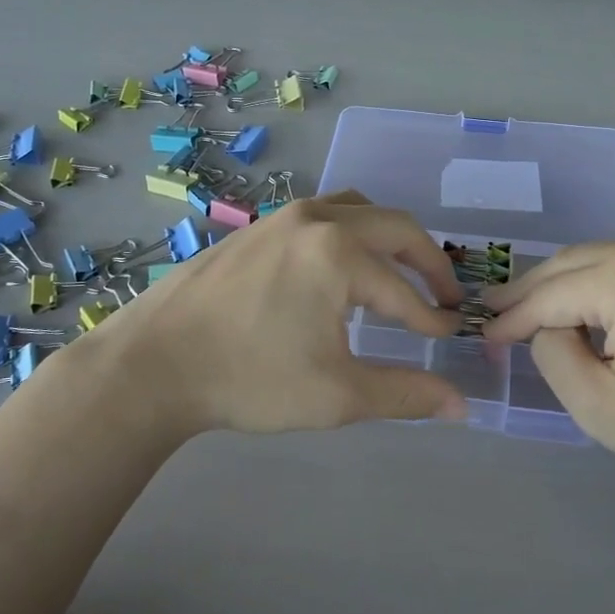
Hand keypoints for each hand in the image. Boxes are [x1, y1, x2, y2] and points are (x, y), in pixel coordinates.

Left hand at [55, 194, 468, 436]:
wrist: (153, 363)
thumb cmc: (249, 379)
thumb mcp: (336, 395)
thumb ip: (405, 395)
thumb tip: (462, 404)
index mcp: (340, 253)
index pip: (405, 290)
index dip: (433, 317)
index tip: (450, 336)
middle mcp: (318, 219)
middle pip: (395, 227)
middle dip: (428, 262)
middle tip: (446, 295)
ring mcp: (283, 216)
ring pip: (358, 209)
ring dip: (389, 238)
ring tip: (399, 273)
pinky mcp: (258, 226)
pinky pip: (323, 214)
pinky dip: (352, 232)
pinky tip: (340, 270)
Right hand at [482, 232, 614, 490]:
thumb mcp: (598, 405)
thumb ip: (552, 353)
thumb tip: (547, 326)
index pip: (552, 293)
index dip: (512, 316)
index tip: (483, 332)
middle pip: (573, 263)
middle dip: (532, 290)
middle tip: (496, 310)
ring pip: (603, 258)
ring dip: (568, 284)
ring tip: (535, 309)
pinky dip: (605, 281)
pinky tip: (592, 306)